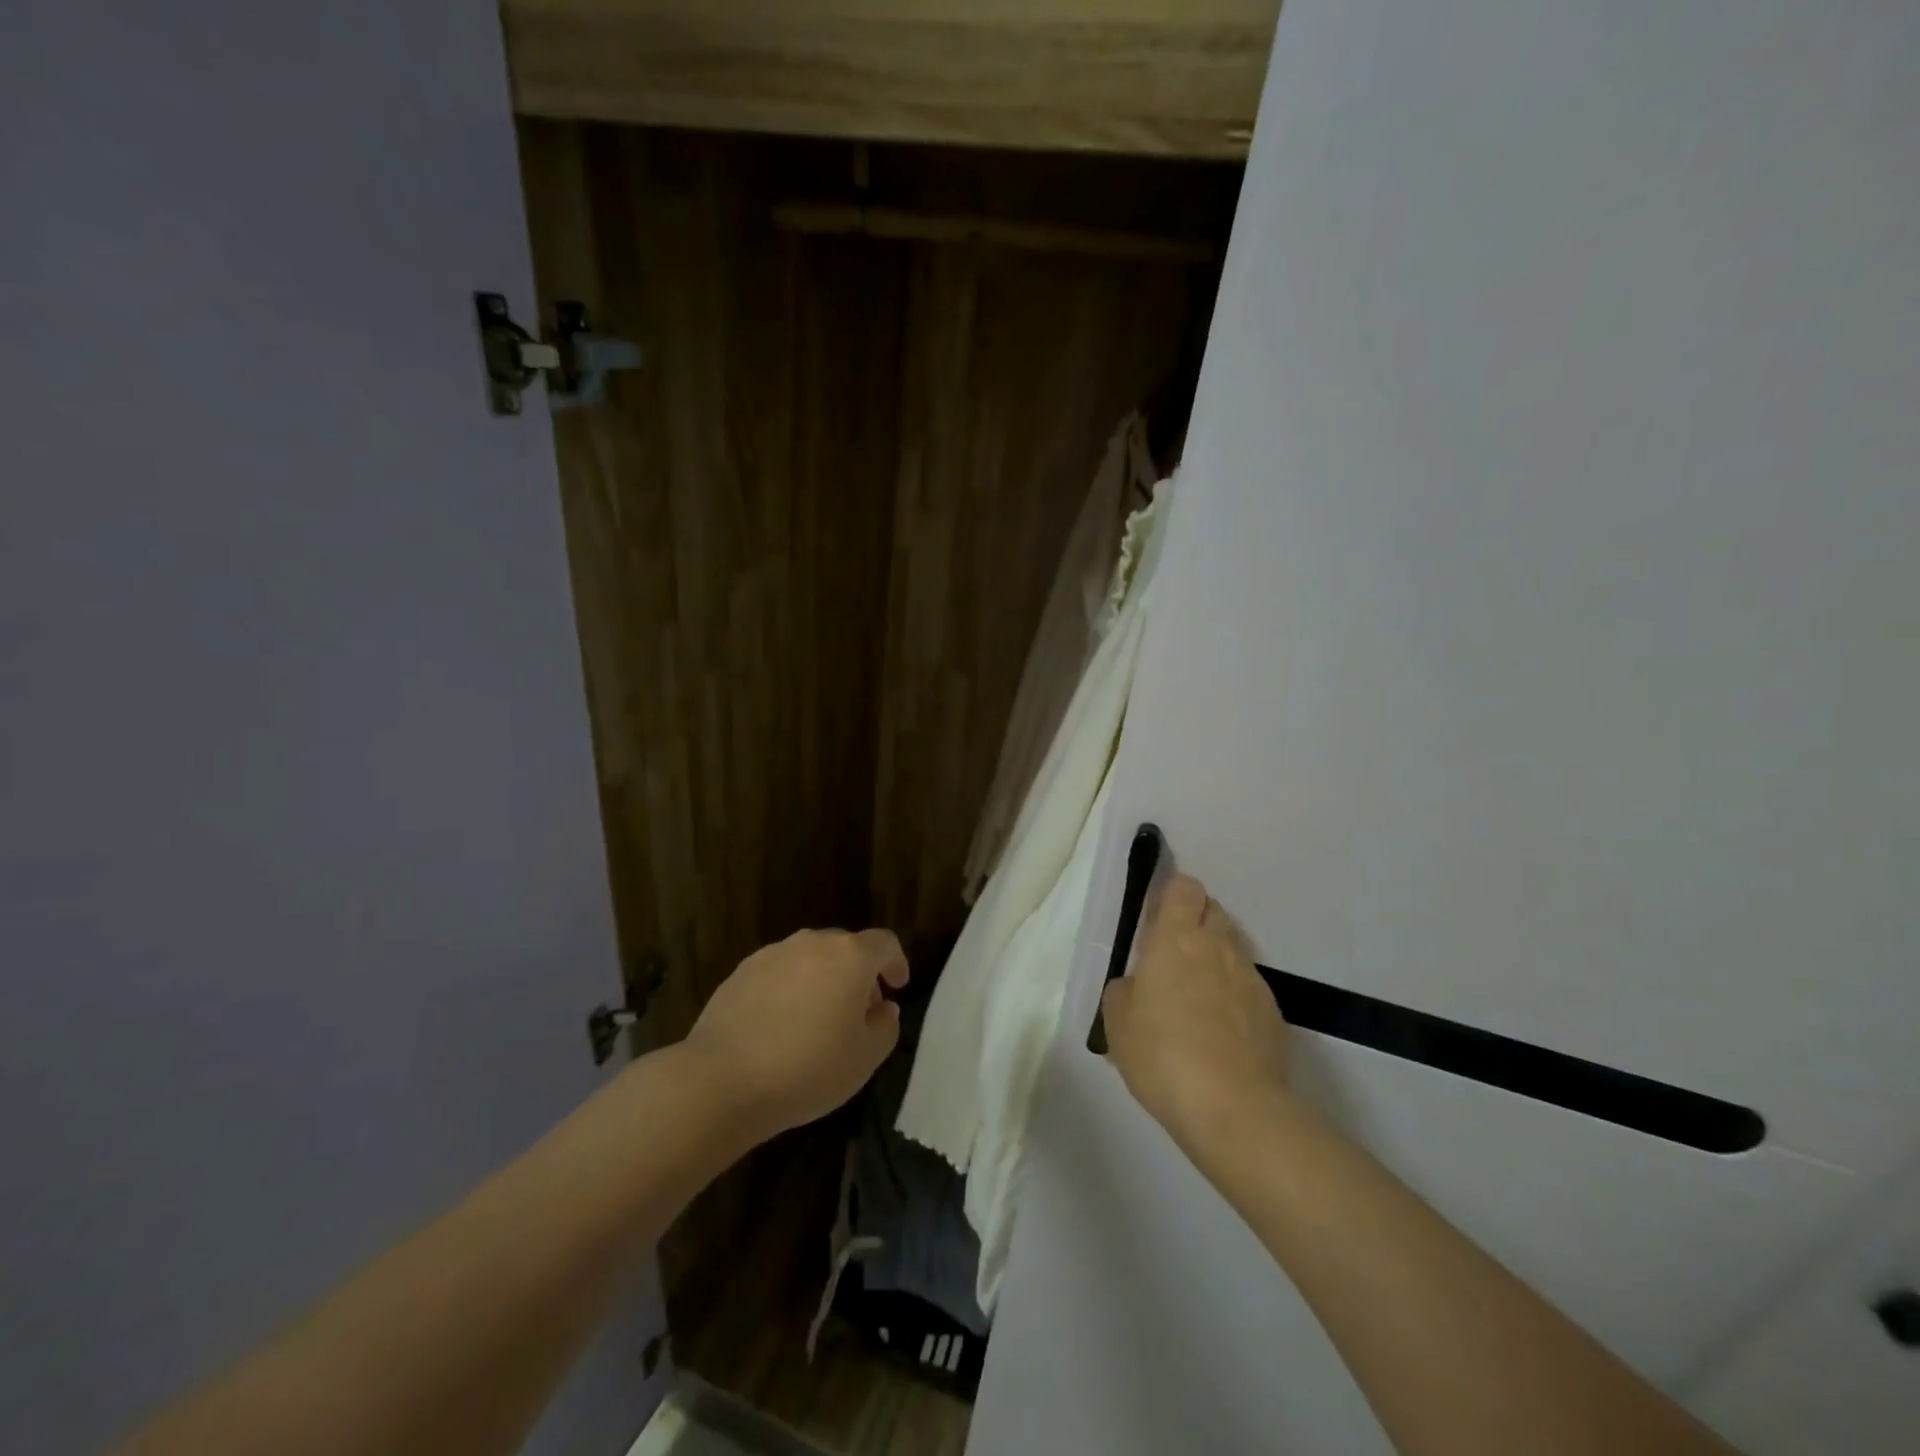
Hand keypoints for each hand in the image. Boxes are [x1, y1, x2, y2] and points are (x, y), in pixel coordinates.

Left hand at [684, 928, 909, 1140]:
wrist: (722, 1080)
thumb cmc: (808, 1069)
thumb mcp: (866, 1058)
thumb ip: (886, 1025)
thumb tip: (882, 1007)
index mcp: (850, 956)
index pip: (885, 943)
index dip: (896, 963)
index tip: (897, 987)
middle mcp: (812, 943)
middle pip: (846, 947)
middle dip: (858, 974)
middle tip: (859, 1011)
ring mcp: (773, 954)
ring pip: (810, 958)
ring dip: (822, 979)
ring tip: (817, 1020)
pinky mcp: (741, 971)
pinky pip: (779, 972)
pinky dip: (790, 989)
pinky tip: (780, 1025)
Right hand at [1101, 875, 1292, 1167]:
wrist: (1234, 1109)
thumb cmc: (1162, 1054)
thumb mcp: (1117, 1021)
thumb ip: (1125, 989)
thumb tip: (1139, 986)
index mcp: (1176, 938)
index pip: (1184, 887)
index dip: (1171, 896)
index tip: (1156, 921)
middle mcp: (1218, 947)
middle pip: (1213, 911)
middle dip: (1194, 923)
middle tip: (1171, 958)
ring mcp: (1251, 979)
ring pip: (1232, 950)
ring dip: (1214, 961)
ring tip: (1195, 1001)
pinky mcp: (1273, 1013)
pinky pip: (1248, 989)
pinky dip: (1233, 998)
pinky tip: (1219, 1034)